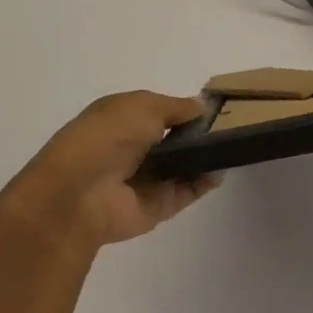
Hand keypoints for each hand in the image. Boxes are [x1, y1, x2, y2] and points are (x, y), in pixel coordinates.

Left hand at [0, 91, 218, 253]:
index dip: (185, 109)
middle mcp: (133, 148)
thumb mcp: (143, 106)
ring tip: (233, 145)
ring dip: (205, 157)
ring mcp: (146, 179)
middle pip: (174, 139)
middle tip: (231, 124)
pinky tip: (221, 168)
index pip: (160, 112)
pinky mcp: (156, 207)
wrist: (78, 195)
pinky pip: (186, 192)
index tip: (216, 106)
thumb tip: (201, 107)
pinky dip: (204, 182)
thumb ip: (176, 106)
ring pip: (183, 166)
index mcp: (123, 119)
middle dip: (199, 133)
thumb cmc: (107, 136)